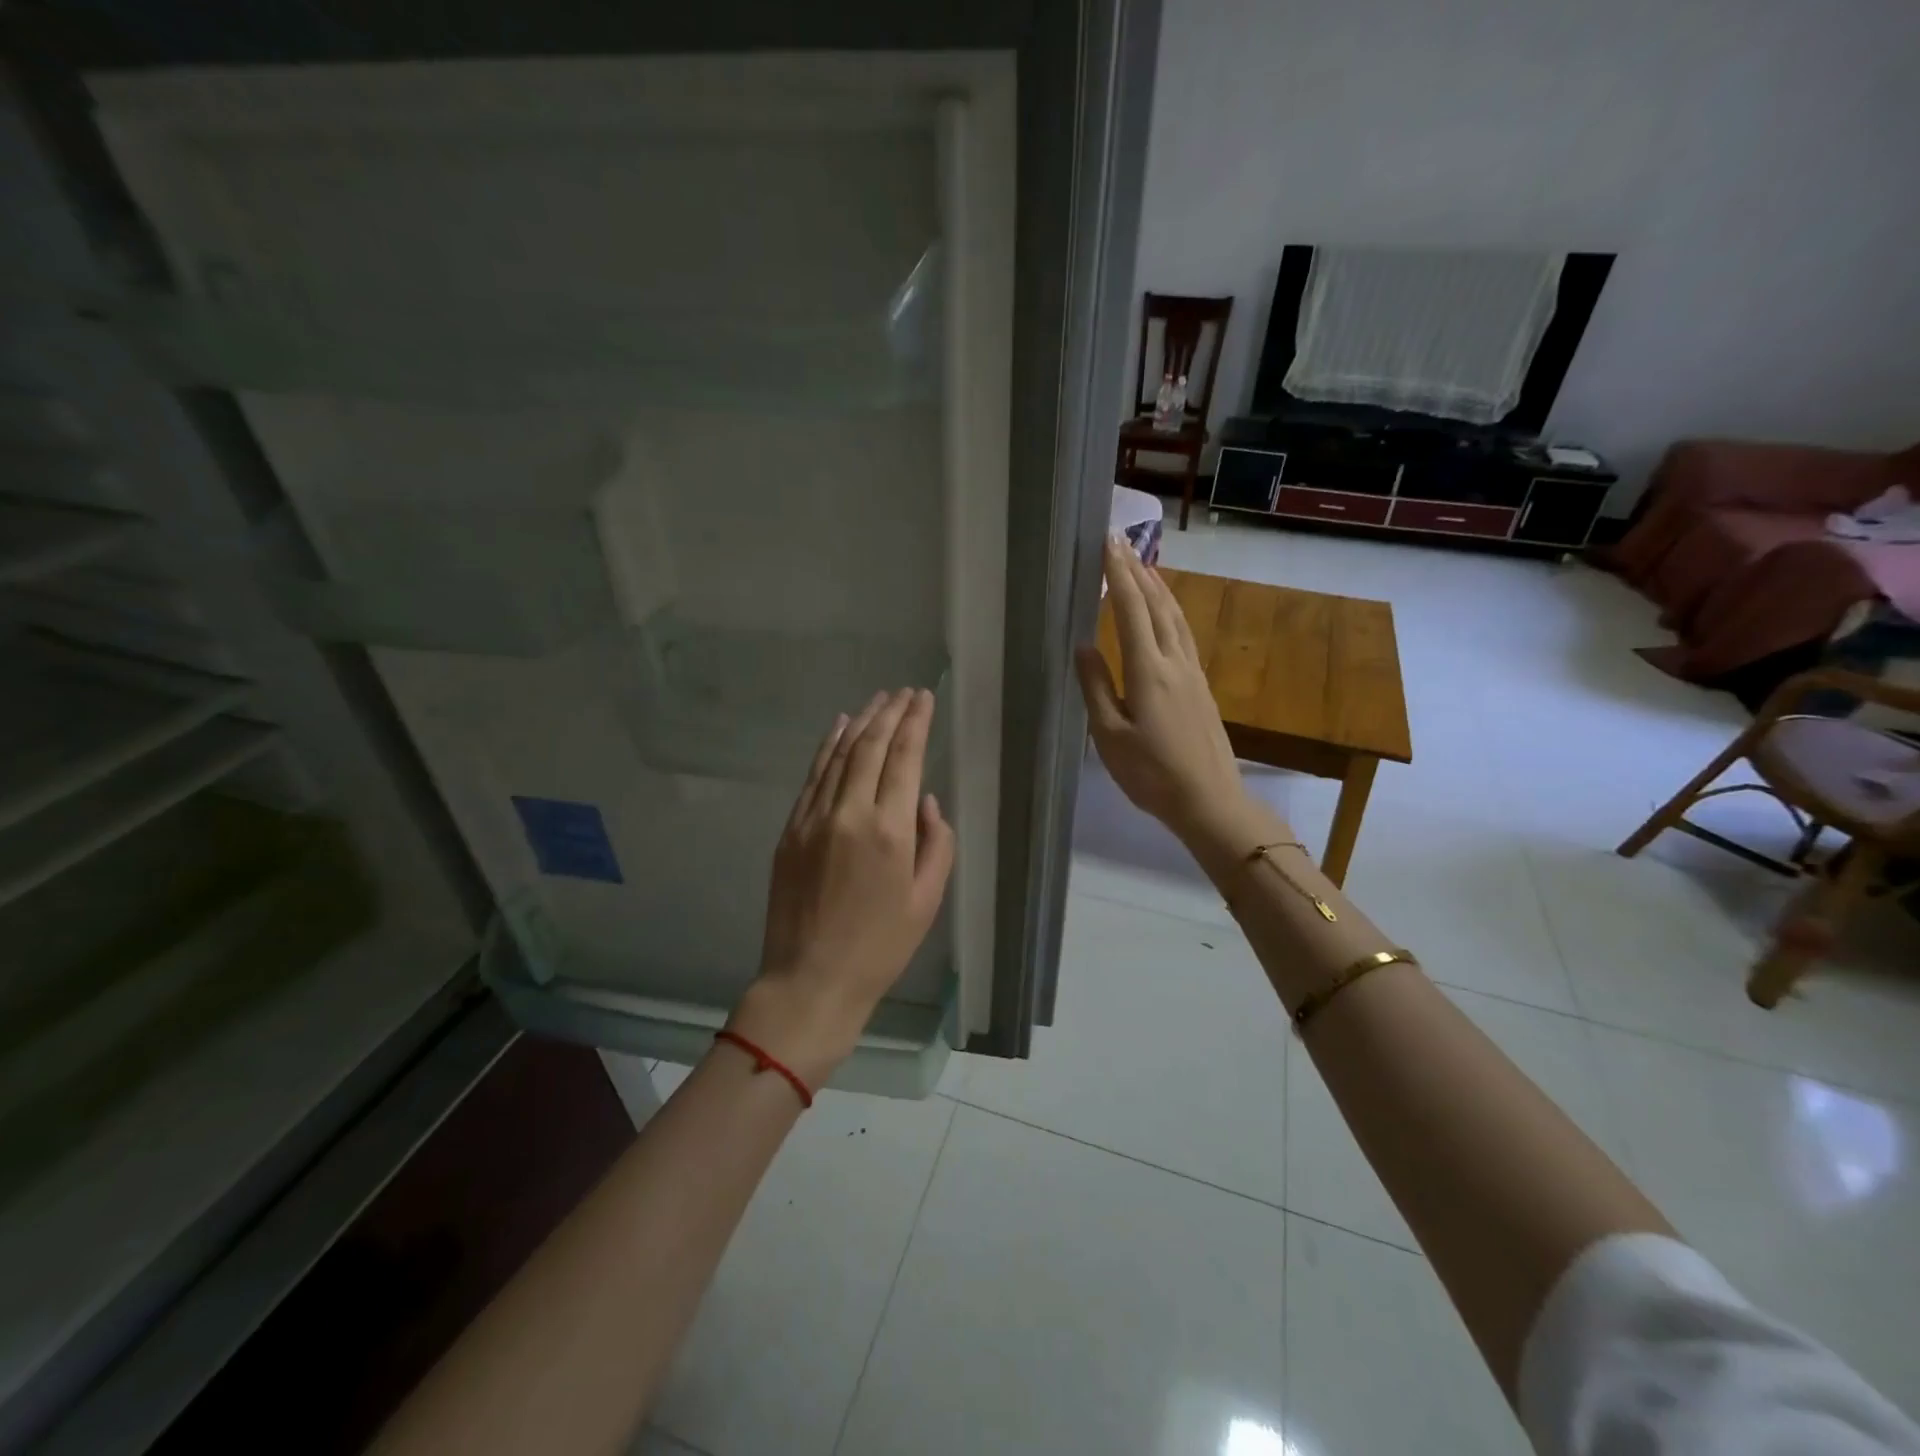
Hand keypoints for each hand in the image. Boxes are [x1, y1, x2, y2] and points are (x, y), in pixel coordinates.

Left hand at [730, 688, 955, 1087]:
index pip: (905, 758)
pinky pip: (812, 776)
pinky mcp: (790, 830)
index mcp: (889, 830)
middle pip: (871, 746)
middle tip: (905, 692)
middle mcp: (849, 812)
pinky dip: (828, 747)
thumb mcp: (927, 901)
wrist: (810, 979)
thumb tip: (926, 803)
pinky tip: (839, 728)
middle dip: (890, 712)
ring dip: (860, 722)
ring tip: (878, 700)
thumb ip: (937, 844)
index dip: (916, 722)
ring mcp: (813, 818)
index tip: (924, 697)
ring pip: (839, 754)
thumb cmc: (880, 946)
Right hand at [1075, 536, 1250, 842]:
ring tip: (1145, 566)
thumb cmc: (1152, 774)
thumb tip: (1083, 646)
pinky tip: (1168, 613)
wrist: (1209, 800)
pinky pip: (1184, 635)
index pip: (1132, 610)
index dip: (1119, 575)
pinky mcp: (1201, 687)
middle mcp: (1174, 662)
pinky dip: (1172, 612)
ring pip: (1176, 618)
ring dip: (1159, 588)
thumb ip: (1096, 687)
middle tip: (1121, 542)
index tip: (1107, 543)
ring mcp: (1192, 673)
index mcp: (1148, 671)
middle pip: (1157, 606)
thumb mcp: (1110, 736)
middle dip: (1138, 571)